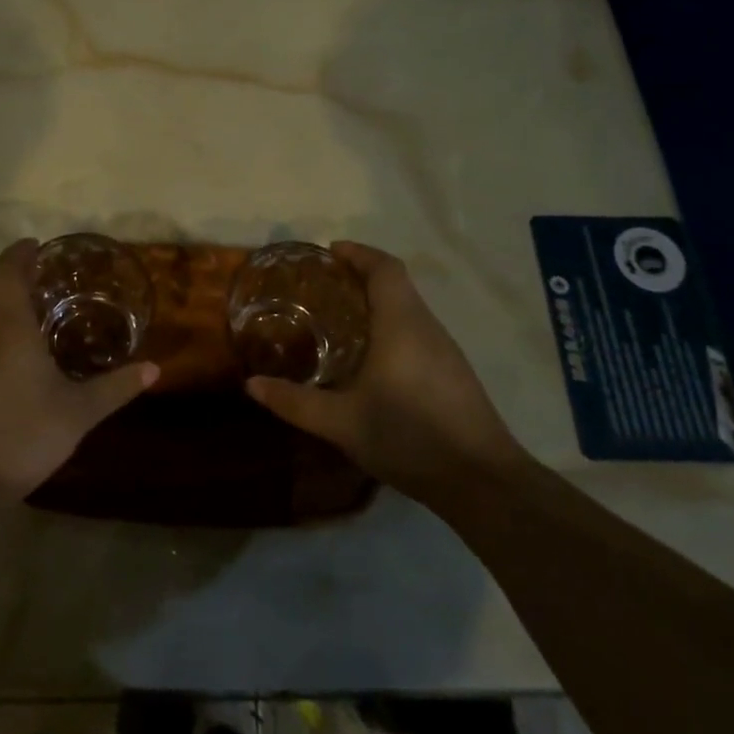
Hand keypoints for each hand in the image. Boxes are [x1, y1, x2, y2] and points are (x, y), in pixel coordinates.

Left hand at [0, 239, 158, 502]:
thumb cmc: (24, 436)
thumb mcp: (79, 413)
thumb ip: (116, 387)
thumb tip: (155, 369)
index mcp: (8, 326)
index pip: (8, 272)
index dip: (20, 254)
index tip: (38, 244)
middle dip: (9, 267)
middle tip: (37, 266)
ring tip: (26, 296)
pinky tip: (7, 337)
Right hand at [246, 242, 524, 502]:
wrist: (482, 481)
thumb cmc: (409, 436)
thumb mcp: (342, 423)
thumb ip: (295, 402)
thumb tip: (251, 385)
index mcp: (402, 323)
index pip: (384, 268)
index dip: (358, 253)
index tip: (329, 252)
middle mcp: (427, 327)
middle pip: (396, 284)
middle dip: (360, 276)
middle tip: (320, 287)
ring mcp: (445, 351)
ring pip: (408, 309)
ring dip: (376, 303)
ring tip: (338, 319)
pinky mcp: (453, 374)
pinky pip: (417, 332)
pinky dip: (390, 327)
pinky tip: (370, 359)